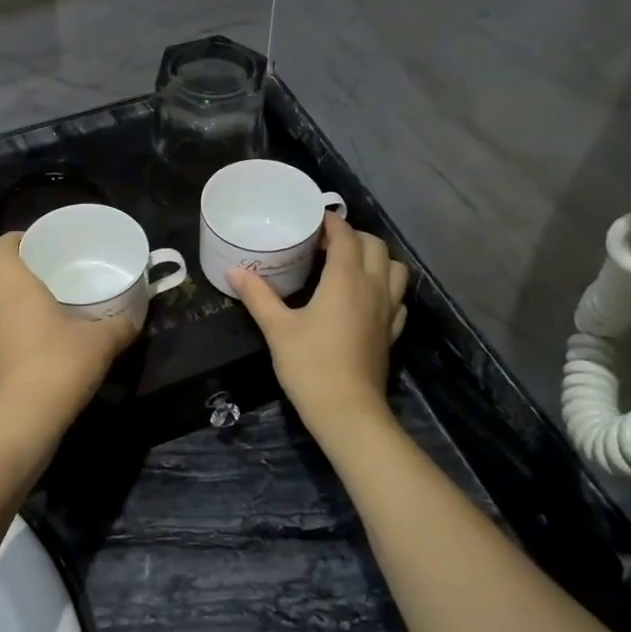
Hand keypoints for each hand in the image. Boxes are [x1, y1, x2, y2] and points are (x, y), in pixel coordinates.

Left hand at [0, 232, 137, 436]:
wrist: (25, 418)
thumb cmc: (60, 365)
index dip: (12, 239)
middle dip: (11, 267)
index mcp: (16, 288)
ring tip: (37, 303)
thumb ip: (120, 325)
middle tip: (40, 270)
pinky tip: (33, 339)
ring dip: (7, 297)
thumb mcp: (102, 342)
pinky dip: (8, 326)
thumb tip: (136, 316)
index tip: (33, 240)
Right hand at [229, 216, 408, 437]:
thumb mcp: (277, 328)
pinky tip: (366, 297)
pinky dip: (385, 286)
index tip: (311, 220)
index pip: (346, 235)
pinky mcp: (392, 331)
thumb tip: (233, 271)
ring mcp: (388, 310)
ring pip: (394, 268)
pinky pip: (397, 297)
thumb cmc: (310, 365)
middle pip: (375, 245)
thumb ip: (257, 296)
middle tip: (324, 244)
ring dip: (376, 258)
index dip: (330, 223)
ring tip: (350, 265)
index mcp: (346, 278)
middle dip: (353, 237)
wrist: (347, 411)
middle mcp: (373, 287)